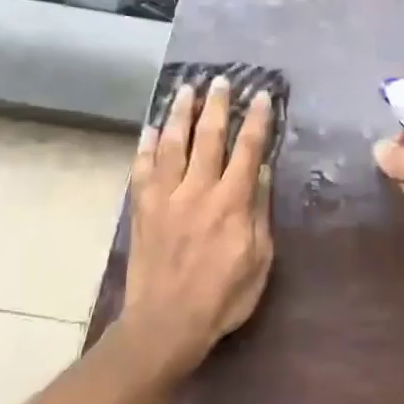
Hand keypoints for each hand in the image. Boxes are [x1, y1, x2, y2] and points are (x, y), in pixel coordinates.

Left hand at [122, 77, 275, 378]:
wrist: (166, 323)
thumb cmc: (222, 296)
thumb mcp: (259, 259)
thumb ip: (259, 212)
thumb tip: (261, 172)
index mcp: (231, 203)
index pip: (247, 150)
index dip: (255, 120)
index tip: (260, 95)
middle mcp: (197, 190)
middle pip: (207, 137)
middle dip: (216, 105)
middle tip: (220, 80)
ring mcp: (165, 197)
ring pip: (172, 145)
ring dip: (179, 114)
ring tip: (185, 89)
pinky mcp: (142, 209)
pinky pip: (142, 169)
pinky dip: (145, 146)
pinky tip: (150, 128)